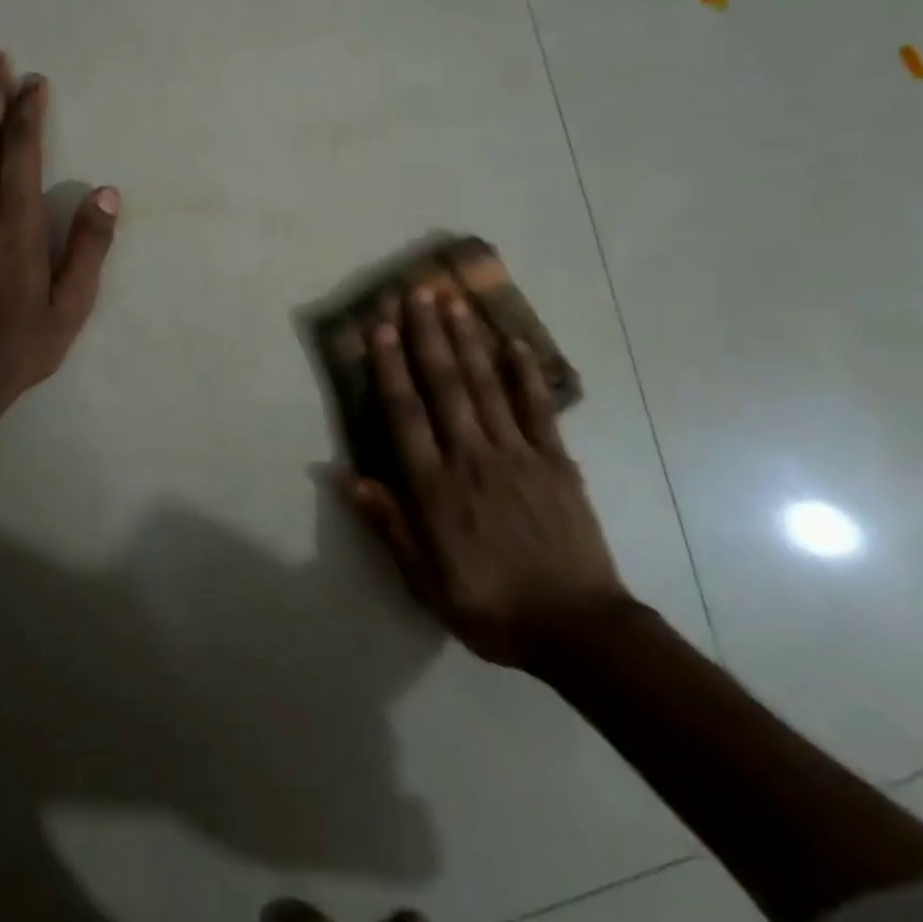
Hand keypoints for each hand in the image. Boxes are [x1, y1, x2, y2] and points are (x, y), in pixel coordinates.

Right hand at [342, 286, 631, 670]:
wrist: (576, 629)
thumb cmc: (492, 607)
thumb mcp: (425, 581)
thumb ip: (388, 525)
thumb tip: (346, 477)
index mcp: (436, 489)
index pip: (405, 414)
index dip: (391, 367)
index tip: (381, 328)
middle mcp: (471, 458)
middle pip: (445, 386)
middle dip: (428, 336)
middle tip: (417, 292)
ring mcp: (517, 454)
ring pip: (486, 386)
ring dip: (467, 341)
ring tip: (454, 301)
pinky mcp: (554, 460)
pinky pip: (538, 408)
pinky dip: (526, 373)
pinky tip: (515, 342)